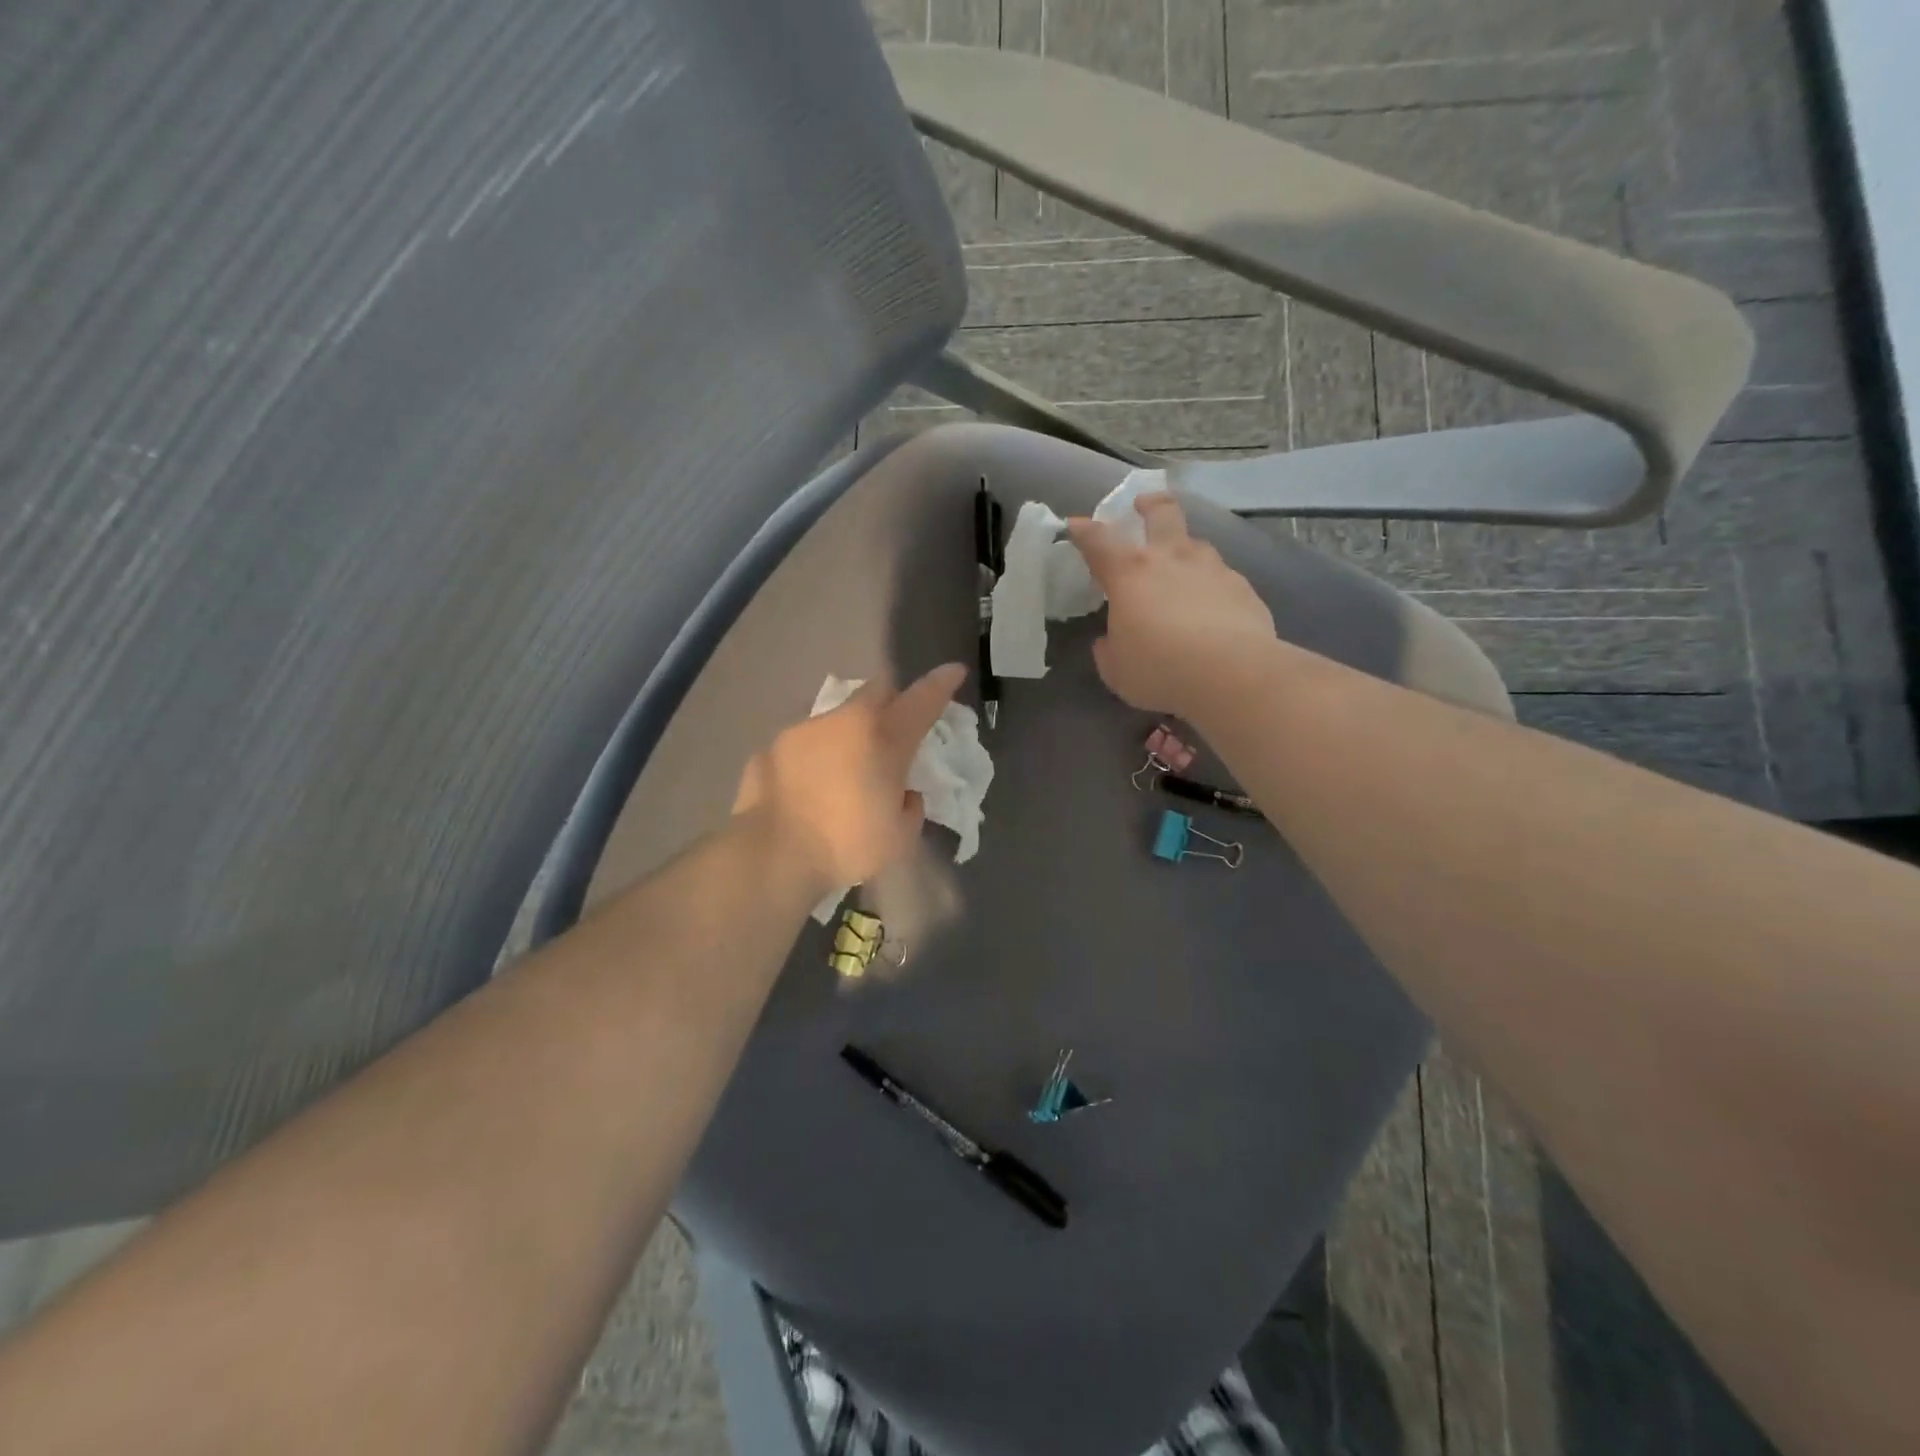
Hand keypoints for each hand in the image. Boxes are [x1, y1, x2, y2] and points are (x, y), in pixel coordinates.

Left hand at [734, 664, 967, 894]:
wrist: (771, 854)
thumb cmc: (846, 844)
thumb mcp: (899, 837)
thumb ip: (910, 807)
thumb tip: (903, 795)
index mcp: (885, 738)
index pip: (923, 699)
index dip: (942, 683)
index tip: (955, 671)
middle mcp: (845, 720)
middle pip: (878, 690)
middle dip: (892, 702)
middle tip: (894, 732)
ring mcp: (804, 729)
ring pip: (838, 718)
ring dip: (849, 735)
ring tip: (843, 773)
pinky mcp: (772, 746)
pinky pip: (804, 743)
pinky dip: (814, 758)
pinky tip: (807, 787)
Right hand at [1068, 493, 1277, 719]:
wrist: (1232, 673)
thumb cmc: (1160, 670)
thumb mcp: (1117, 670)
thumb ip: (1109, 650)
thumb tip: (1107, 642)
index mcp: (1129, 575)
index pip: (1099, 541)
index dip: (1084, 531)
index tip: (1077, 525)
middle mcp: (1171, 559)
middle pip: (1161, 512)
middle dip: (1149, 505)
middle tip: (1143, 506)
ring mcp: (1211, 568)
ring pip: (1196, 543)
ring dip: (1184, 550)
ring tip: (1182, 571)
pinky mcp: (1242, 587)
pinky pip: (1221, 577)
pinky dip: (1212, 586)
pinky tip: (1214, 609)